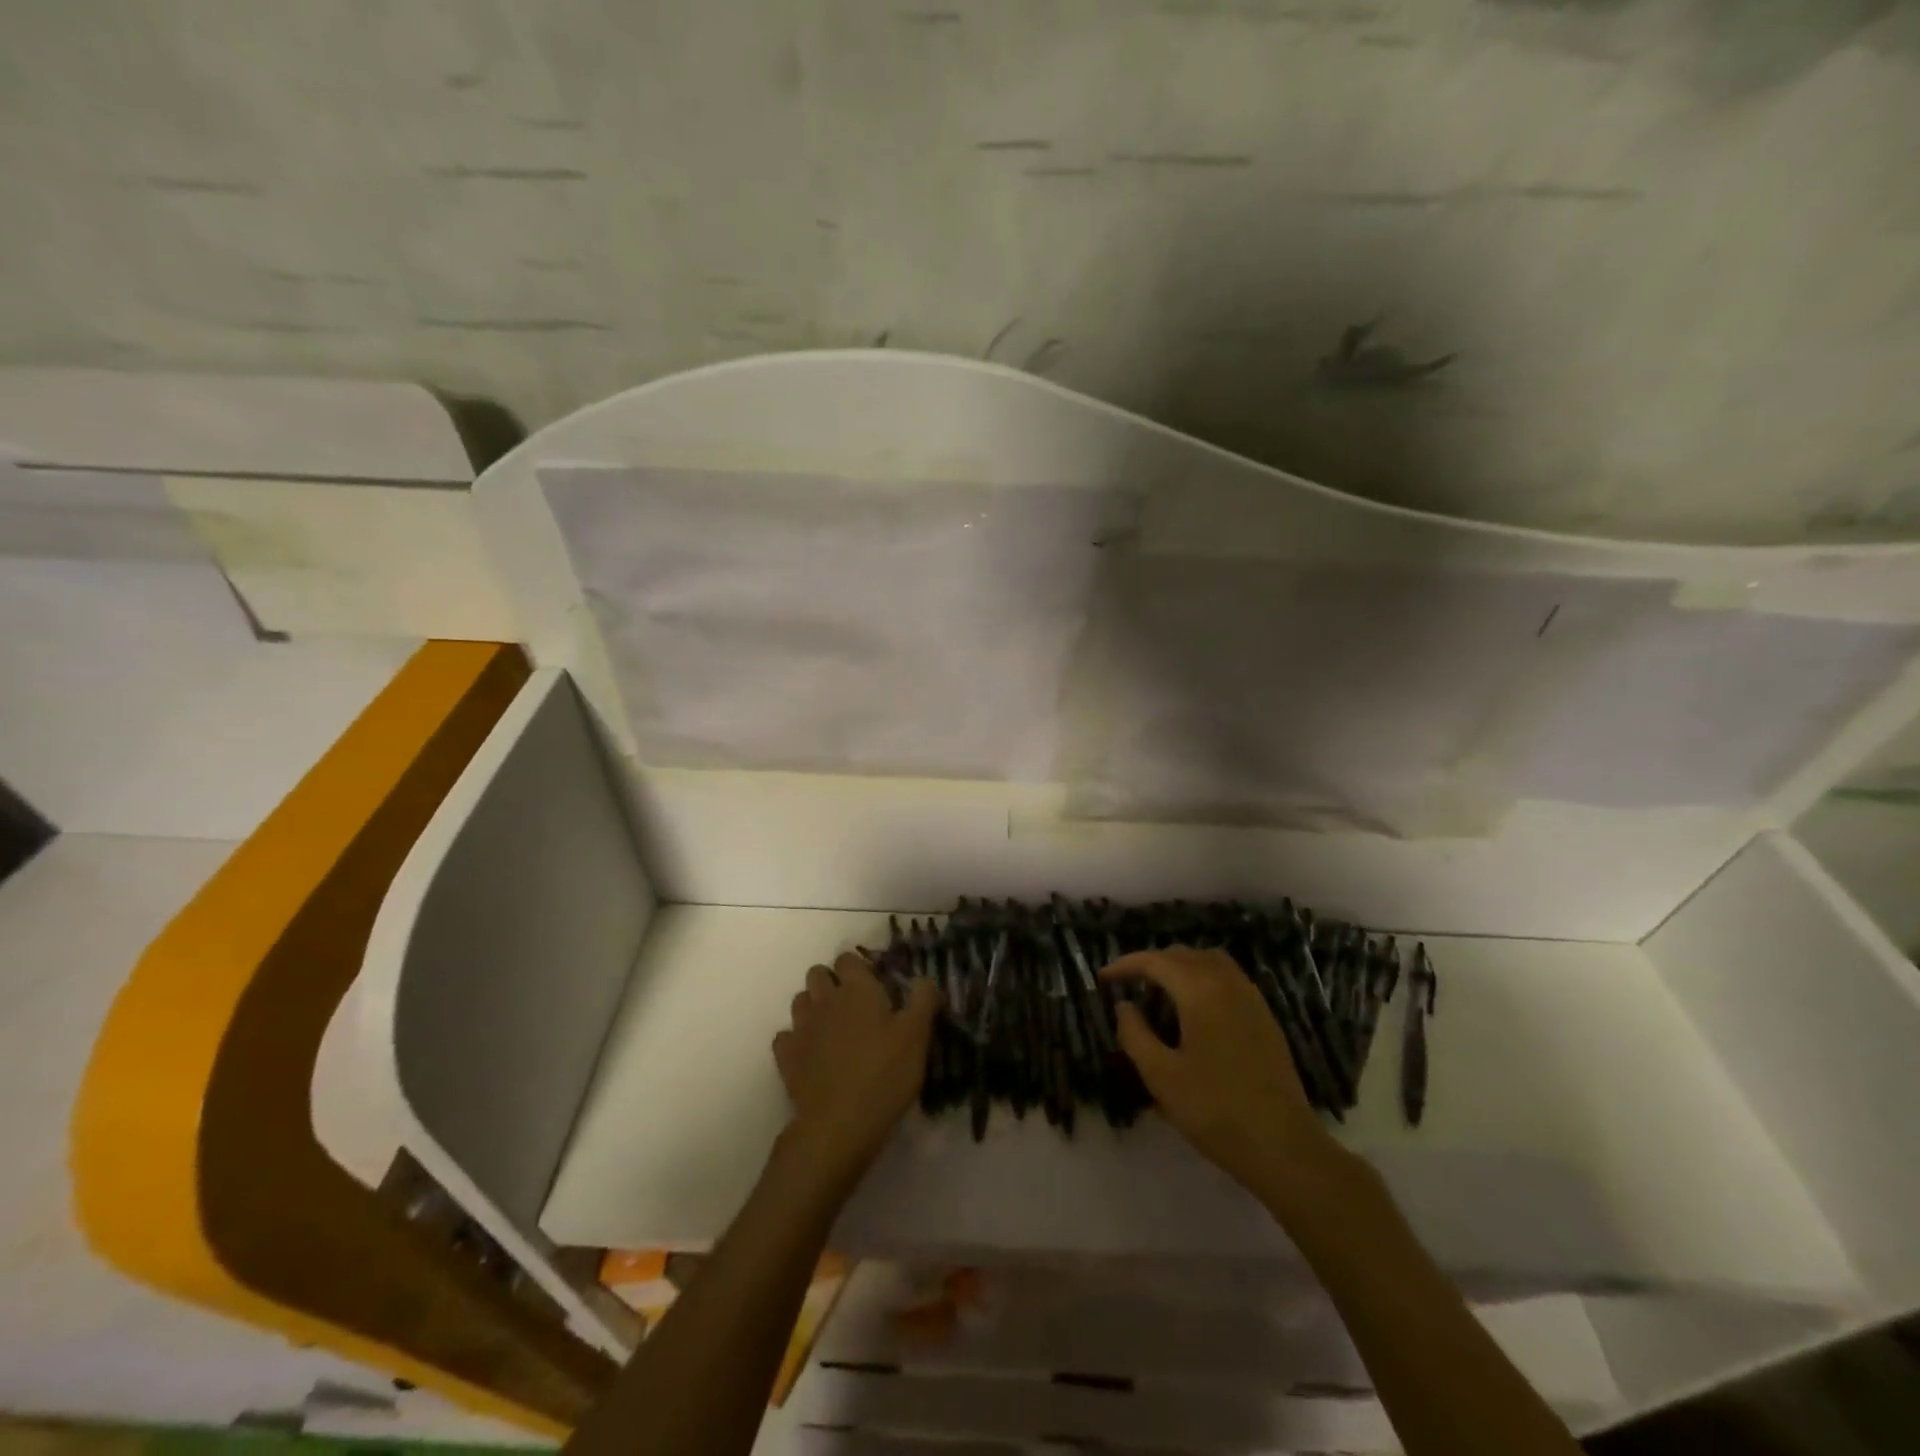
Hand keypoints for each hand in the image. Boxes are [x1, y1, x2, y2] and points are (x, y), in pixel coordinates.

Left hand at [773, 953, 940, 1185]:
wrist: (839, 1124)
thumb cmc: (884, 1074)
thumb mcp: (917, 1036)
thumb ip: (923, 1000)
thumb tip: (925, 979)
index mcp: (857, 989)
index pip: (848, 958)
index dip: (859, 968)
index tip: (875, 985)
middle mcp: (825, 1000)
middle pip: (818, 973)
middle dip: (832, 981)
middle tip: (854, 1005)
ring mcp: (801, 1028)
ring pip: (800, 1001)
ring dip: (813, 1007)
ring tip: (833, 1028)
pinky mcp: (786, 1057)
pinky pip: (785, 1036)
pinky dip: (796, 1040)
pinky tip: (811, 1054)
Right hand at [1101, 948, 1342, 1199]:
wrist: (1284, 1147)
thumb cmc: (1215, 1110)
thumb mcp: (1161, 1076)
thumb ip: (1135, 1034)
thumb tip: (1124, 1006)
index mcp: (1200, 991)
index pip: (1156, 961)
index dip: (1126, 965)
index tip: (1104, 978)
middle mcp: (1228, 984)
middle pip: (1184, 955)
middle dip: (1152, 963)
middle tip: (1128, 984)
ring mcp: (1252, 1000)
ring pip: (1210, 962)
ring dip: (1181, 966)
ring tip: (1160, 990)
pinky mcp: (1265, 1019)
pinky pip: (1229, 979)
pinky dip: (1204, 978)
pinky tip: (1195, 1009)